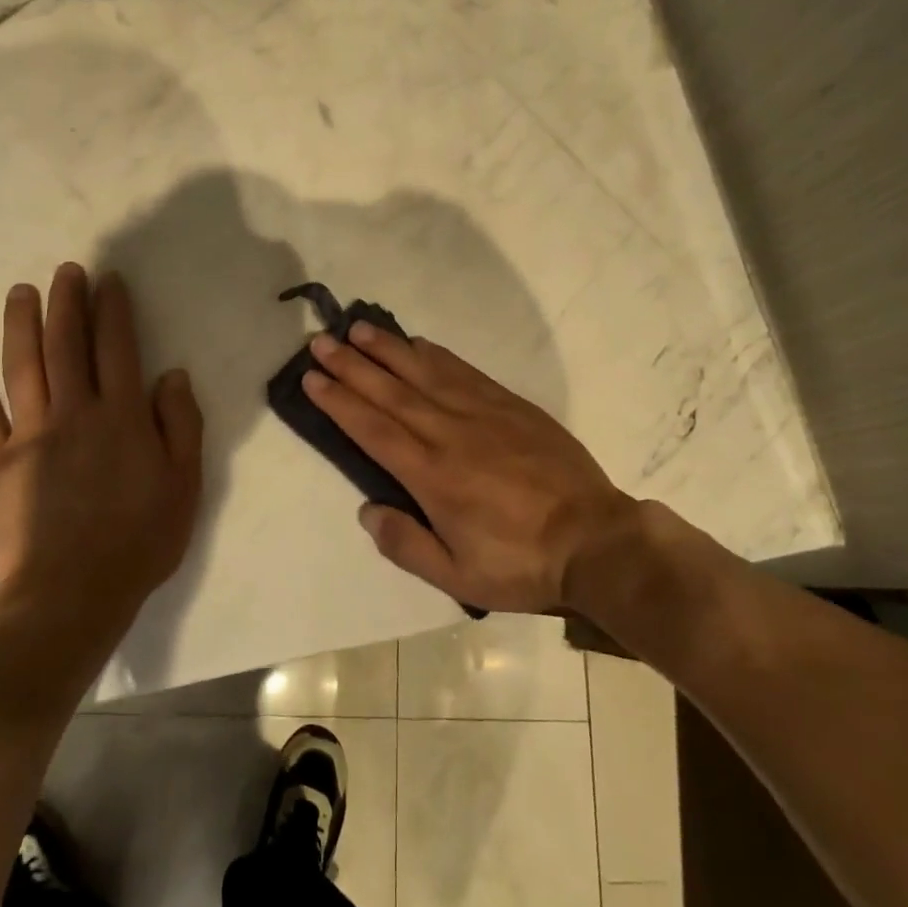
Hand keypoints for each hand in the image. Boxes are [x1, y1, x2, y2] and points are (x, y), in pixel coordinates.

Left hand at [0, 264, 203, 681]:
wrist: (71, 595)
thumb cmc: (139, 541)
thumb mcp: (185, 485)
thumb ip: (180, 425)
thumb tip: (172, 374)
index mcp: (122, 417)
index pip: (117, 348)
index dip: (113, 310)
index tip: (108, 280)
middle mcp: (75, 413)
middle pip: (68, 346)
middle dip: (67, 302)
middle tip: (65, 270)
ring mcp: (29, 435)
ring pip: (23, 366)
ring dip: (22, 324)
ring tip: (21, 291)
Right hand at [302, 323, 646, 614]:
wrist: (595, 540)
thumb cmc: (521, 563)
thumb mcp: (458, 577)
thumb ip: (407, 544)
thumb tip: (367, 510)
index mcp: (432, 476)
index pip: (373, 430)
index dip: (339, 402)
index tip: (312, 378)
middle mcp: (450, 434)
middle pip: (391, 392)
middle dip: (351, 365)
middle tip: (321, 342)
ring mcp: (483, 413)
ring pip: (425, 373)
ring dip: (388, 349)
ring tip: (358, 329)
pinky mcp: (511, 405)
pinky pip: (465, 371)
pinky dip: (436, 355)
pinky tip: (418, 343)